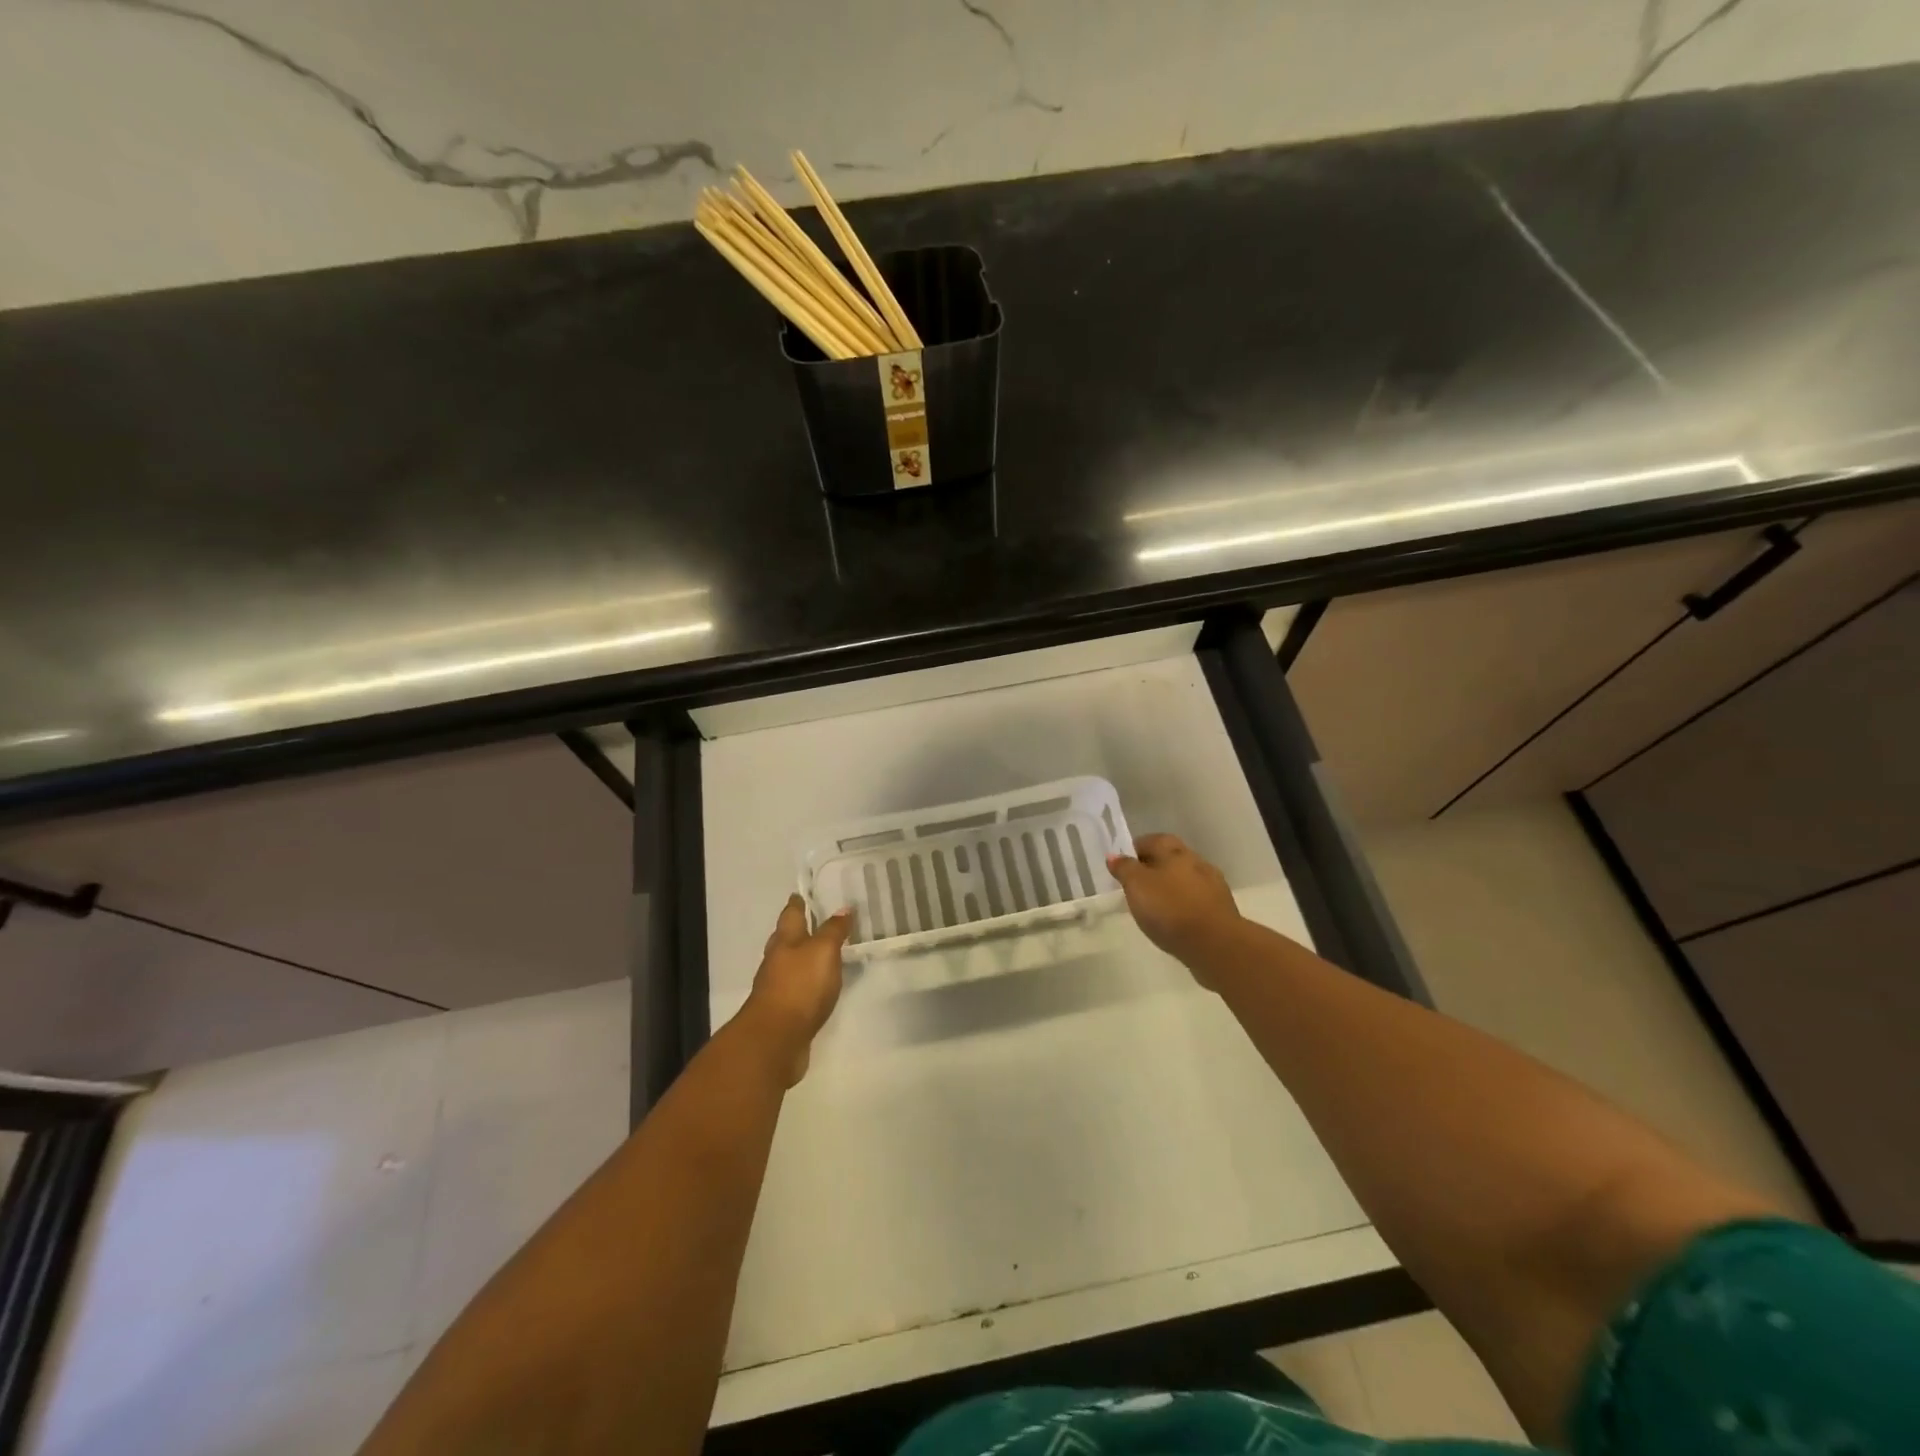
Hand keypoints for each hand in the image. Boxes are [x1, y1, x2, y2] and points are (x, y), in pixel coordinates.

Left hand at [739, 895, 851, 1085]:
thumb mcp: (823, 951)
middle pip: (786, 938)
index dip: (798, 903)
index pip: (792, 914)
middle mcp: (777, 960)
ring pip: (790, 964)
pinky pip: (797, 989)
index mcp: (785, 941)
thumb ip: (833, 930)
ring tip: (821, 953)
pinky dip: (806, 983)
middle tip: (814, 920)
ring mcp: (777, 987)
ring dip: (802, 957)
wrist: (776, 1039)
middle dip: (798, 929)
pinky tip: (818, 986)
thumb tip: (843, 908)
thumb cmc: (800, 986)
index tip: (802, 893)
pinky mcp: (784, 1011)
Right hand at [1108, 833, 1242, 982]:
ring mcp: (1213, 887)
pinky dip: (1183, 905)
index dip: (1137, 848)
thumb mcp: (1137, 886)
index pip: (1154, 840)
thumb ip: (1125, 868)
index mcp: (1176, 852)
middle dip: (1154, 867)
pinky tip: (1174, 920)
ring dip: (1171, 887)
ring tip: (1154, 905)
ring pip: (1186, 880)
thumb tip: (1114, 855)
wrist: (1216, 944)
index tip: (1124, 863)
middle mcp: (1197, 862)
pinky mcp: (1221, 910)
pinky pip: (1196, 901)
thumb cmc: (1170, 908)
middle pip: (1172, 859)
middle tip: (1136, 884)